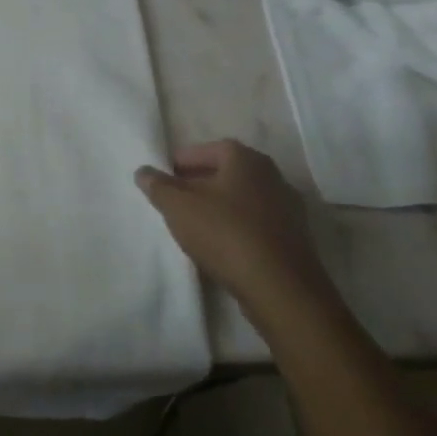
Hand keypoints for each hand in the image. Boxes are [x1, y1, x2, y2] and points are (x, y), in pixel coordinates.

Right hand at [135, 141, 335, 331]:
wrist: (280, 287)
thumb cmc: (225, 233)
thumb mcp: (179, 207)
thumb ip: (158, 186)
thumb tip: (143, 171)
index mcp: (247, 160)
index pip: (211, 148)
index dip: (185, 159)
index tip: (165, 174)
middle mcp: (272, 176)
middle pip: (229, 173)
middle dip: (200, 182)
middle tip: (175, 198)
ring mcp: (288, 208)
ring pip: (243, 199)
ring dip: (219, 206)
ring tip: (193, 223)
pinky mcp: (293, 238)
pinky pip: (256, 223)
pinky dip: (236, 227)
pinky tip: (220, 245)